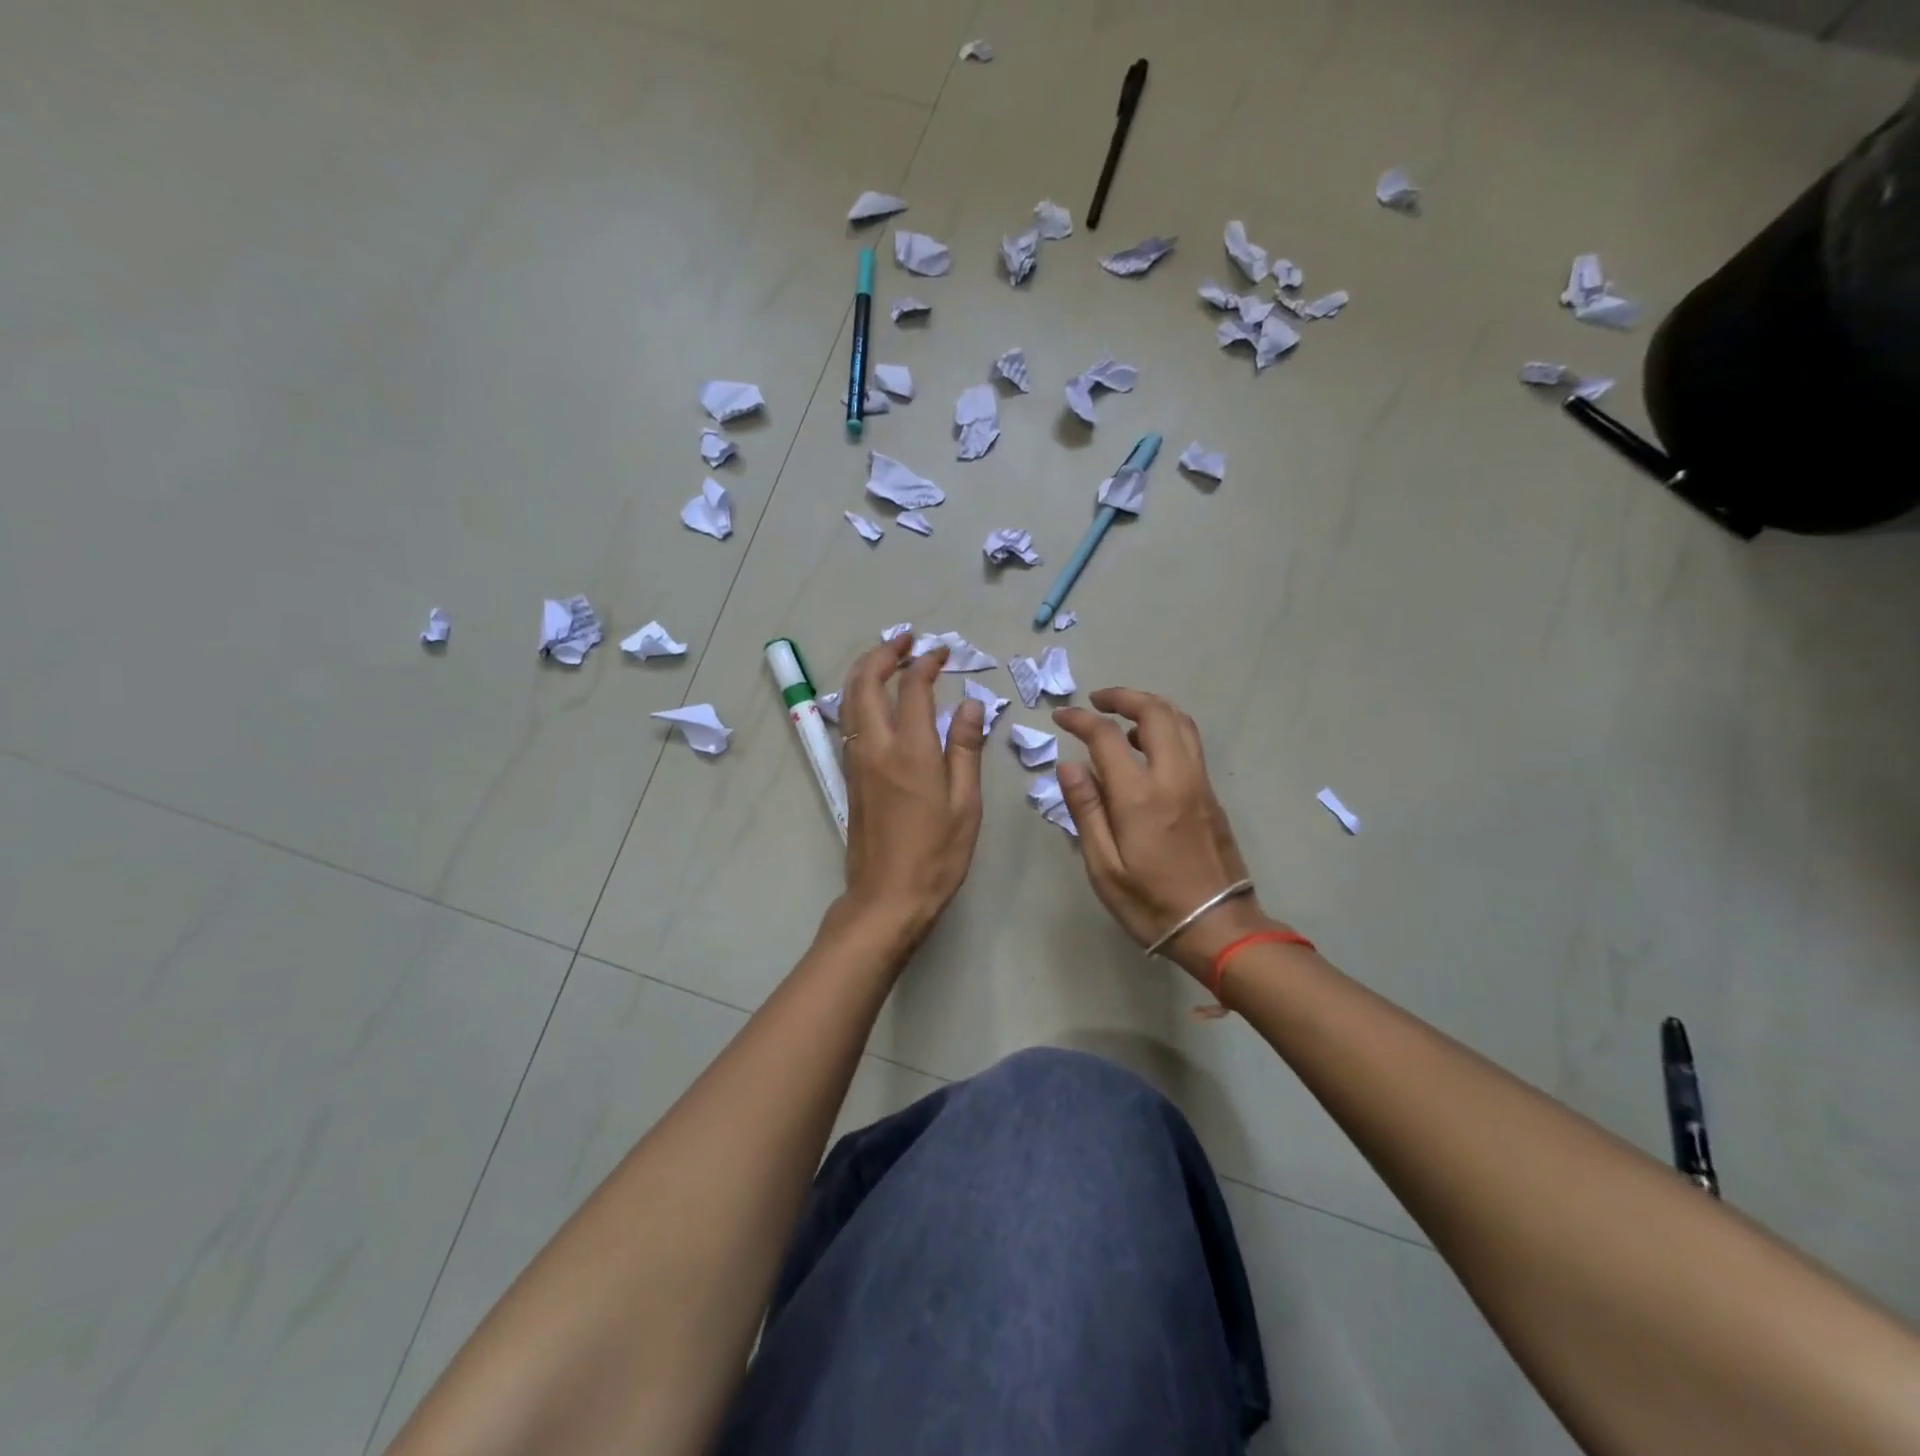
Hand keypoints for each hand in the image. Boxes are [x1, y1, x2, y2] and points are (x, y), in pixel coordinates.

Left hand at [837, 635, 985, 944]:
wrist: (887, 898)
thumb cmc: (936, 855)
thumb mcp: (965, 804)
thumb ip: (965, 749)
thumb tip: (971, 705)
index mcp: (911, 750)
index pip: (913, 687)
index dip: (927, 662)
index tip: (942, 652)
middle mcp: (876, 746)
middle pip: (867, 681)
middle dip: (885, 652)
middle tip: (908, 639)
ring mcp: (857, 760)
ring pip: (850, 698)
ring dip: (867, 670)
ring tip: (890, 658)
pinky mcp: (850, 776)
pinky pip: (850, 720)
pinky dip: (861, 695)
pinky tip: (878, 699)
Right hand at [1053, 688, 1281, 979]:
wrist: (1219, 928)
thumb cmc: (1151, 904)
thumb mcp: (1104, 867)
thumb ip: (1086, 810)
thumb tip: (1069, 765)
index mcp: (1140, 796)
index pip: (1106, 737)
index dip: (1080, 720)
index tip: (1060, 716)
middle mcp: (1174, 777)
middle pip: (1154, 712)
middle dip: (1123, 696)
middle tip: (1096, 700)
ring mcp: (1198, 783)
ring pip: (1180, 722)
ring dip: (1150, 706)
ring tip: (1122, 715)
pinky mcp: (1211, 795)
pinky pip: (1190, 742)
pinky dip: (1166, 727)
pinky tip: (1146, 746)